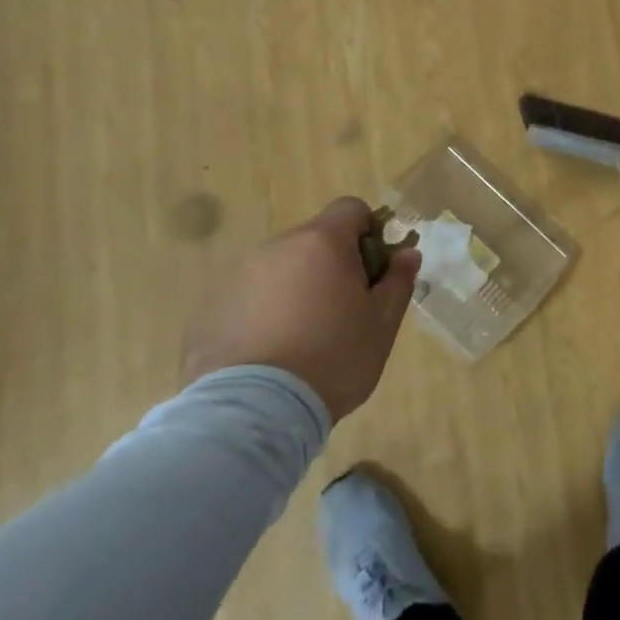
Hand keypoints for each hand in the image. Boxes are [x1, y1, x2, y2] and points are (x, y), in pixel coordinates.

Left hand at [180, 196, 421, 421]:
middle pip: (314, 240)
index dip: (368, 231)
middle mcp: (277, 247)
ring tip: (302, 339)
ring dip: (296, 288)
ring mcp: (238, 275)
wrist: (254, 410)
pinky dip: (264, 312)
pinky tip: (270, 354)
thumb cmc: (333, 359)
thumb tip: (407, 253)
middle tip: (342, 313)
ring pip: (281, 268)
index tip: (372, 270)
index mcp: (322, 243)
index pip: (350, 208)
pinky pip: (250, 297)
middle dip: (332, 265)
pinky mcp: (211, 307)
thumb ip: (398, 281)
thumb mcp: (382, 324)